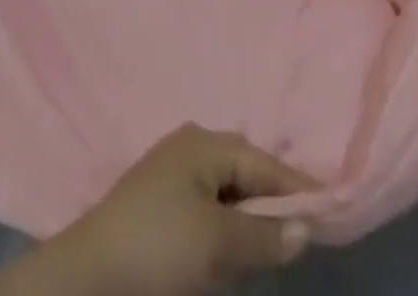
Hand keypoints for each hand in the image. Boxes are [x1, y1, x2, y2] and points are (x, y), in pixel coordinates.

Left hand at [0, 124, 316, 295]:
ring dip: (248, 219)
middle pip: (246, 172)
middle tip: (301, 233)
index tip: (330, 206)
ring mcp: (173, 172)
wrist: (87, 276)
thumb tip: (306, 228)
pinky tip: (231, 251)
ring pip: (227, 192)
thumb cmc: (157, 246)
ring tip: (270, 246)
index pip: (264, 162)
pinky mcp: (161, 202)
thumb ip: (262, 236)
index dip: (297, 187)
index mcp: (206, 142)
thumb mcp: (216, 243)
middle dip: (272, 203)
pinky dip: (225, 227)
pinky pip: (208, 207)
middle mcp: (192, 146)